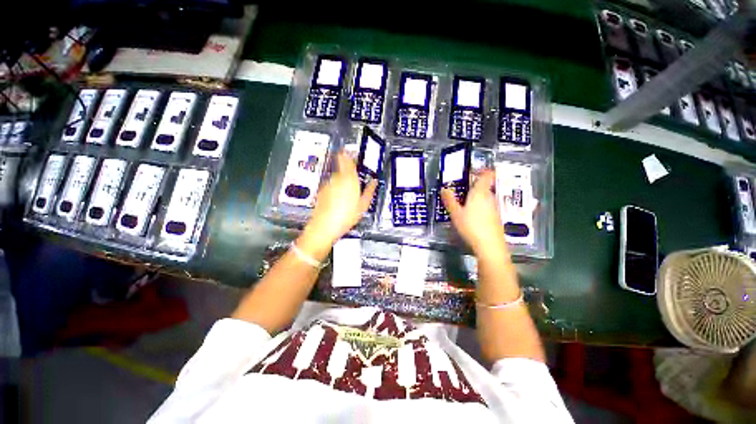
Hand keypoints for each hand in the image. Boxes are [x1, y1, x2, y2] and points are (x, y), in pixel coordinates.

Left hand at [298, 152, 376, 258]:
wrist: (324, 226)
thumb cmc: (345, 216)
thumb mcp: (363, 205)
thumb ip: (369, 190)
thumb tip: (374, 182)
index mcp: (349, 179)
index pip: (348, 160)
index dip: (349, 154)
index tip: (351, 152)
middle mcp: (337, 179)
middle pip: (342, 167)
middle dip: (348, 168)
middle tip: (355, 175)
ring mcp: (328, 185)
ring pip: (337, 176)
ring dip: (342, 179)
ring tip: (349, 191)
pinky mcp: (322, 191)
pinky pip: (332, 185)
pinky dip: (336, 187)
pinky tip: (340, 198)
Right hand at [441, 170, 508, 260]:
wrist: (490, 246)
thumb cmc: (472, 227)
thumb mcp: (456, 213)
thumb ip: (449, 200)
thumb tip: (444, 189)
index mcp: (480, 193)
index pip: (486, 175)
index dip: (482, 170)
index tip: (473, 171)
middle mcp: (490, 198)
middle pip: (484, 186)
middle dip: (474, 186)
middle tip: (461, 189)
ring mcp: (494, 208)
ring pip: (486, 197)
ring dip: (476, 197)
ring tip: (464, 203)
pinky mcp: (496, 217)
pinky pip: (487, 207)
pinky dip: (480, 207)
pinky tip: (472, 216)